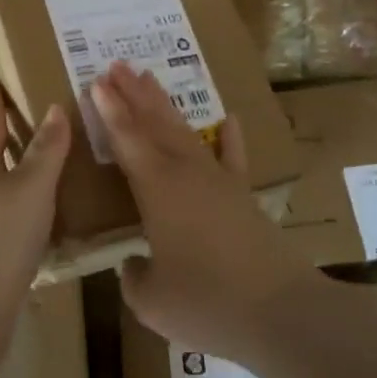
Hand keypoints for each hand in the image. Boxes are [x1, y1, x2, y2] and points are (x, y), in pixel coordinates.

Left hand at [0, 80, 69, 297]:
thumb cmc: (0, 234)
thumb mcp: (31, 186)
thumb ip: (46, 150)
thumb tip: (54, 109)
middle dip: (6, 141)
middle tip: (30, 125)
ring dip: (16, 179)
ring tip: (44, 173)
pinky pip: (4, 222)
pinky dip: (22, 212)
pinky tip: (41, 224)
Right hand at [91, 62, 317, 361]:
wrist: (280, 312)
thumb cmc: (206, 303)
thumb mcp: (151, 300)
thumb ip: (134, 277)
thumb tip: (133, 265)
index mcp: (157, 190)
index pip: (127, 140)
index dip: (110, 111)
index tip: (96, 82)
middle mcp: (186, 174)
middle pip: (155, 124)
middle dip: (133, 94)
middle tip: (116, 65)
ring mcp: (220, 181)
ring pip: (186, 133)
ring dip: (165, 105)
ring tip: (149, 77)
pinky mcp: (245, 197)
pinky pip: (234, 158)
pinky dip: (230, 138)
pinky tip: (229, 119)